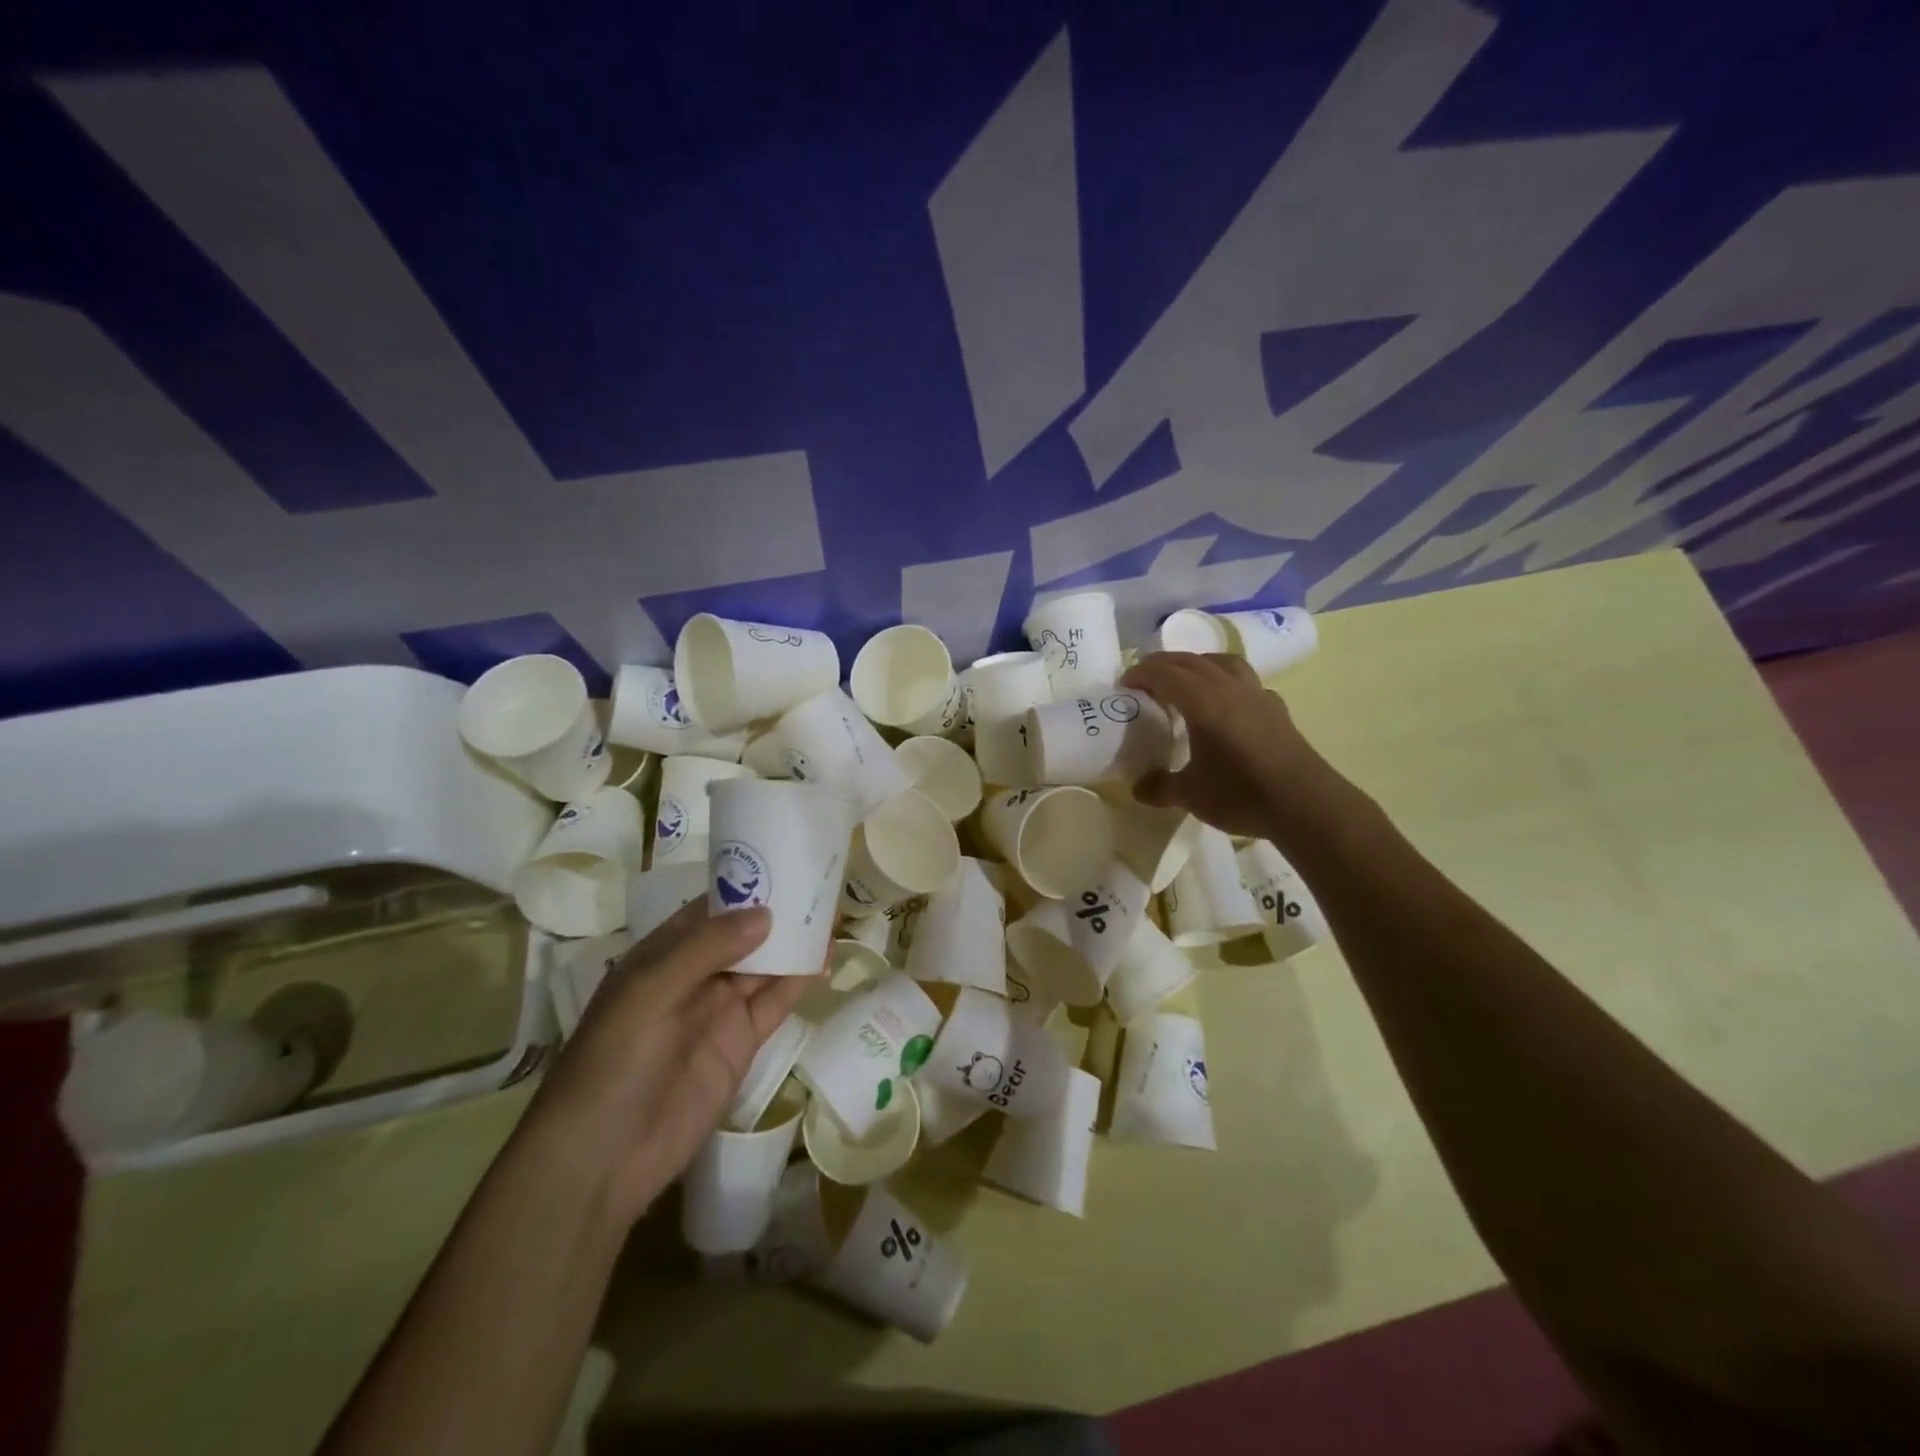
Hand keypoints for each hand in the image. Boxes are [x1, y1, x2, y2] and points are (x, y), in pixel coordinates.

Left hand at [524, 901, 814, 1224]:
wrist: (603, 1158)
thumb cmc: (613, 1061)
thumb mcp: (650, 992)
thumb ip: (706, 949)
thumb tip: (766, 914)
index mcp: (661, 955)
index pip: (708, 909)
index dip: (743, 886)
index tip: (785, 860)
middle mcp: (693, 976)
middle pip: (743, 934)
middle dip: (777, 911)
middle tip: (821, 882)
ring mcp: (719, 1010)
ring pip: (764, 964)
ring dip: (795, 941)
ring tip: (833, 911)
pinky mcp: (741, 1042)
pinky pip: (775, 1002)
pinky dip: (800, 980)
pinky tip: (827, 958)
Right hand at [1122, 651, 1328, 837]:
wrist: (1306, 805)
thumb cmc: (1242, 794)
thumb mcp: (1190, 795)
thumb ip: (1160, 787)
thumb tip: (1137, 788)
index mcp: (1203, 702)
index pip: (1166, 673)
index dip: (1141, 673)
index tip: (1124, 684)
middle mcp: (1229, 689)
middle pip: (1191, 661)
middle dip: (1164, 664)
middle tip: (1145, 679)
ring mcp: (1257, 696)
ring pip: (1223, 662)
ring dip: (1198, 664)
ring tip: (1184, 681)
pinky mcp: (1276, 709)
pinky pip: (1245, 681)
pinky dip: (1226, 681)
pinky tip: (1225, 703)